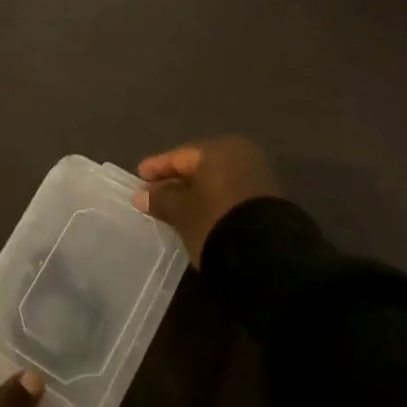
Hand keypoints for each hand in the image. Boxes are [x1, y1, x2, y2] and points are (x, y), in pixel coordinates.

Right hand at [134, 135, 281, 265]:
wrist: (267, 257)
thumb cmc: (216, 221)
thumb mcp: (182, 212)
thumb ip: (161, 199)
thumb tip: (142, 195)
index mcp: (219, 149)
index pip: (180, 156)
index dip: (157, 167)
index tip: (139, 177)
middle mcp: (241, 155)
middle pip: (199, 167)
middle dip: (176, 181)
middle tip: (154, 193)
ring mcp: (258, 177)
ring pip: (216, 181)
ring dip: (195, 193)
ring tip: (174, 208)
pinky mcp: (267, 200)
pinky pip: (230, 193)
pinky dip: (213, 201)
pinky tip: (199, 216)